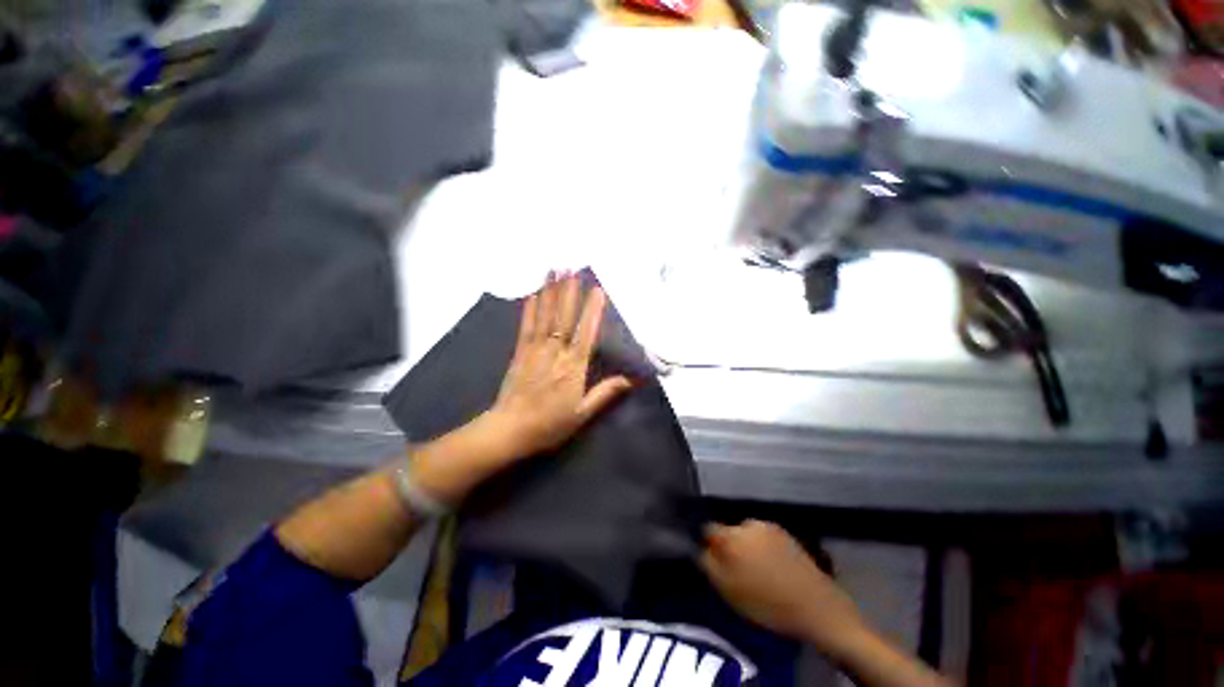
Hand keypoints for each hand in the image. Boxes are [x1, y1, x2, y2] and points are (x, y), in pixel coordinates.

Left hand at [488, 271, 632, 458]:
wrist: (509, 430)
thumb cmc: (550, 424)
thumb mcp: (583, 413)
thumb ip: (606, 392)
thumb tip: (631, 379)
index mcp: (573, 366)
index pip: (585, 332)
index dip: (592, 310)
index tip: (597, 289)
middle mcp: (555, 352)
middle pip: (563, 316)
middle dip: (568, 291)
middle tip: (571, 267)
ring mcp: (535, 349)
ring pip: (545, 316)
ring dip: (550, 292)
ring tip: (553, 270)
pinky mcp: (519, 352)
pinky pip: (526, 326)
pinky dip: (529, 309)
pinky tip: (532, 294)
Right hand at [701, 520, 867, 656]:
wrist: (815, 606)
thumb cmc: (766, 603)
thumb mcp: (727, 589)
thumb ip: (707, 563)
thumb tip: (700, 546)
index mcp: (730, 536)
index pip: (707, 528)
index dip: (707, 542)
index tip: (711, 557)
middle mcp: (747, 523)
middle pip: (729, 530)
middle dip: (729, 544)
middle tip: (736, 567)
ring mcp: (769, 526)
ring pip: (747, 533)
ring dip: (747, 545)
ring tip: (757, 568)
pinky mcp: (786, 533)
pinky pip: (765, 536)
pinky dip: (764, 547)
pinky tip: (773, 566)